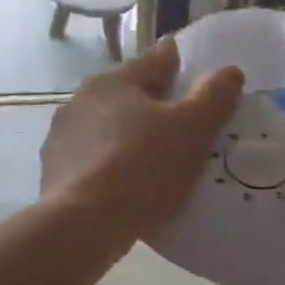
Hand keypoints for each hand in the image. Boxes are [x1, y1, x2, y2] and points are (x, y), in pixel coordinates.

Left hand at [41, 38, 244, 239]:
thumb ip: (214, 98)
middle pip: (127, 94)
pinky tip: (126, 185)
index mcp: (114, 82)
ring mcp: (62, 138)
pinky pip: (92, 161)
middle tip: (179, 119)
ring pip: (106, 128)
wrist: (84, 224)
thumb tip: (231, 72)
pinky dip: (110, 166)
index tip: (189, 66)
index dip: (177, 62)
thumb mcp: (192, 130)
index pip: (154, 61)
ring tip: (153, 156)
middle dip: (151, 102)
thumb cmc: (143, 167)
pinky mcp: (54, 173)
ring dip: (127, 135)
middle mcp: (81, 101)